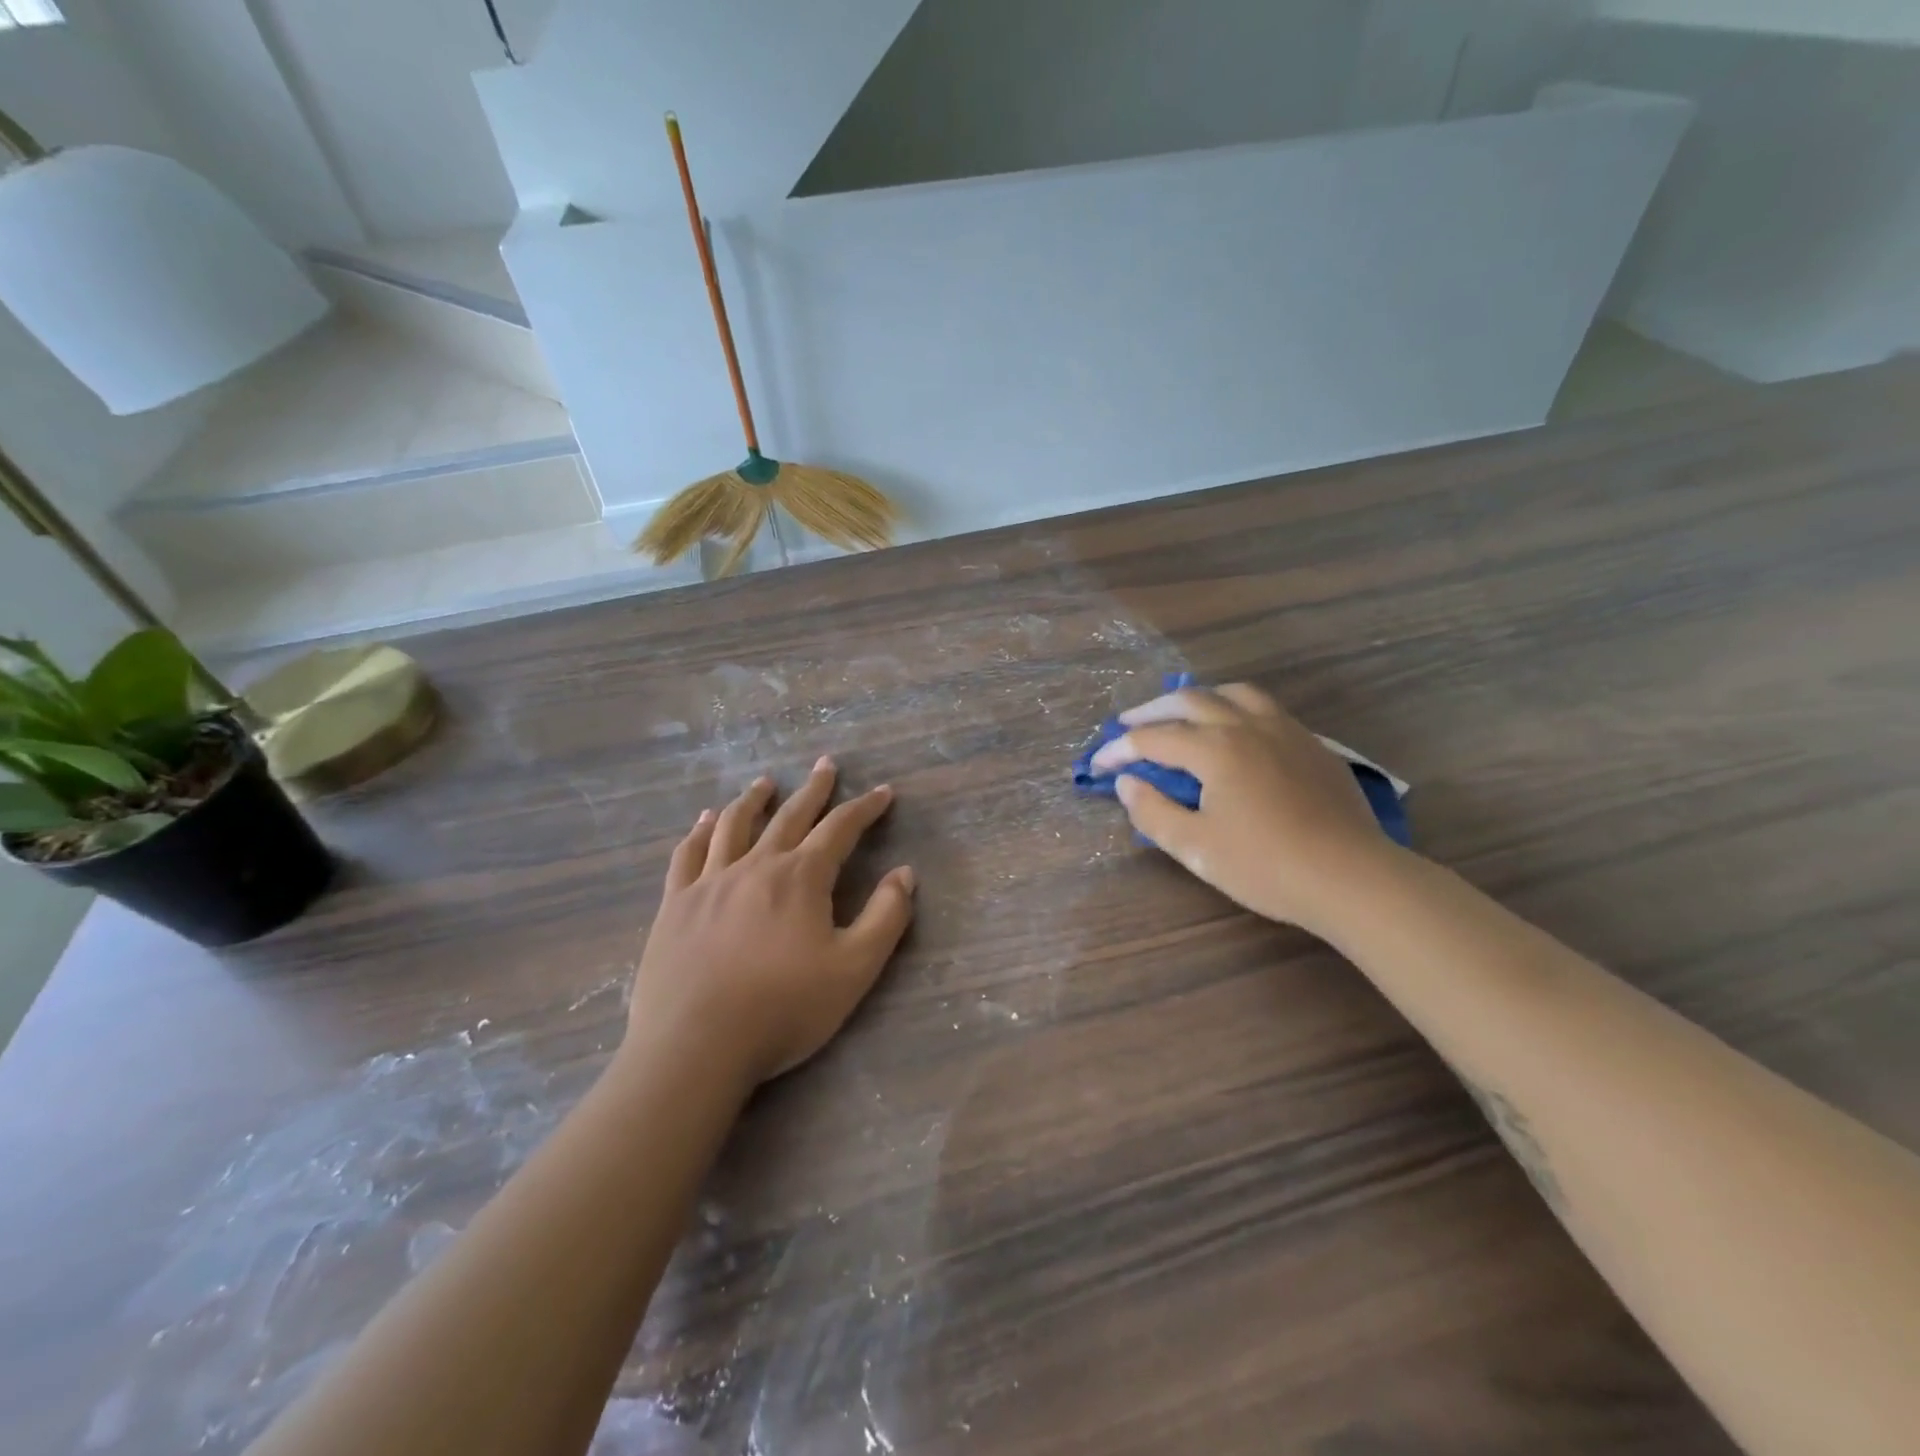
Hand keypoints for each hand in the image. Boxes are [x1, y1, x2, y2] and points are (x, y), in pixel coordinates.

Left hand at [626, 758, 916, 1084]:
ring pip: (735, 825)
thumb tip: (905, 873)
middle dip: (814, 789)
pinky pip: (689, 854)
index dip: (865, 808)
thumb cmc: (783, 1008)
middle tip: (826, 765)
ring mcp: (710, 882)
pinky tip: (705, 821)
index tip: (883, 792)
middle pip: (790, 816)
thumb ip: (886, 917)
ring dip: (754, 799)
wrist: (695, 1045)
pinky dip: (700, 831)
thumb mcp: (854, 969)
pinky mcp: (675, 904)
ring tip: (765, 782)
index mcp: (801, 878)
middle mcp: (756, 866)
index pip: (840, 829)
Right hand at [1091, 684, 1394, 932]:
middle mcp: (1247, 726)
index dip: (1119, 750)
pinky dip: (1235, 708)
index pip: (1153, 739)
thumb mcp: (1196, 848)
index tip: (1099, 765)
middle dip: (1152, 711)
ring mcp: (1285, 730)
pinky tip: (1236, 732)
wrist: (1351, 877)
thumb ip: (1153, 812)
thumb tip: (1127, 783)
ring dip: (1198, 698)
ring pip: (1234, 693)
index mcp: (1215, 749)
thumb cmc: (1266, 865)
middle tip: (1129, 725)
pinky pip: (1265, 708)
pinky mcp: (1312, 744)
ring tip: (1182, 713)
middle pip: (1190, 700)